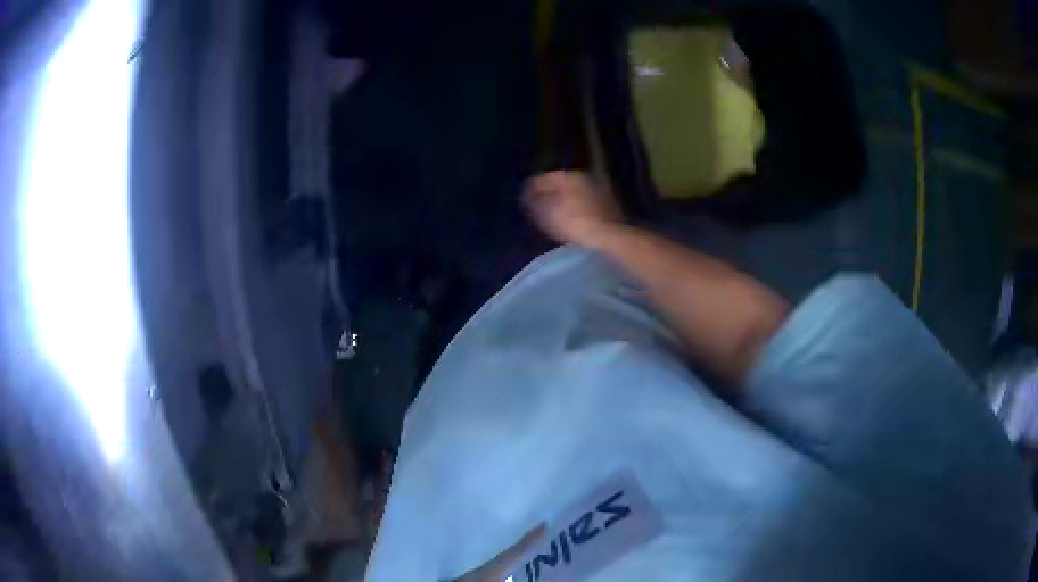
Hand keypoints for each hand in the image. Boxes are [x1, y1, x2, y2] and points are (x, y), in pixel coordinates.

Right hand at [523, 171, 622, 245]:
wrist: (609, 236)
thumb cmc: (575, 223)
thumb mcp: (548, 214)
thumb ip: (535, 203)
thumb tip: (527, 196)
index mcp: (570, 176)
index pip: (545, 178)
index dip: (532, 188)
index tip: (524, 198)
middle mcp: (586, 178)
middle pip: (562, 185)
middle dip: (550, 194)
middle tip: (538, 206)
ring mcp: (600, 190)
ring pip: (575, 194)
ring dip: (564, 202)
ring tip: (554, 214)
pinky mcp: (609, 205)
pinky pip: (586, 203)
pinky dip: (577, 208)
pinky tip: (573, 220)